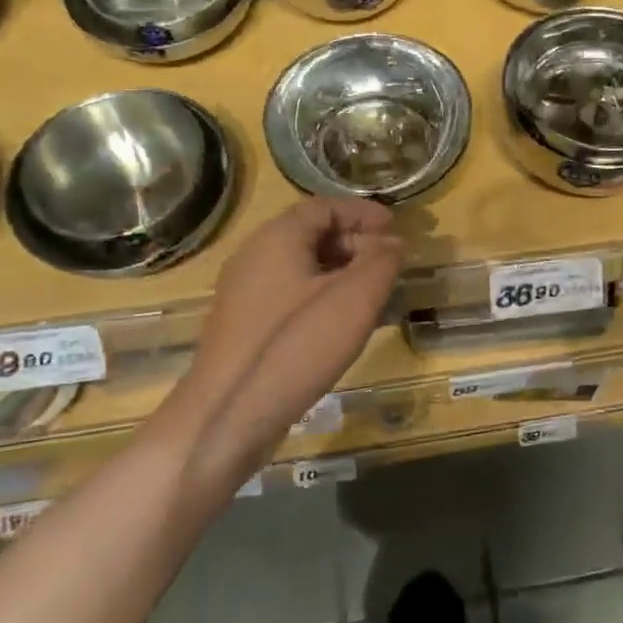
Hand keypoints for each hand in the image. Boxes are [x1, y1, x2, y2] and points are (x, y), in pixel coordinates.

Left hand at [176, 198, 402, 471]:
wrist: (227, 415)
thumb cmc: (297, 346)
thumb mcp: (355, 299)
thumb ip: (381, 263)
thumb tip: (393, 243)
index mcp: (277, 238)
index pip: (324, 206)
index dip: (362, 212)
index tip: (395, 227)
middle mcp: (254, 256)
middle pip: (309, 234)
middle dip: (354, 242)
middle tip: (388, 263)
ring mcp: (243, 293)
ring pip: (299, 266)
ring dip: (339, 271)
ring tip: (371, 294)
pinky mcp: (242, 326)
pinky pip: (287, 294)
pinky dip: (319, 295)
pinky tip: (339, 323)